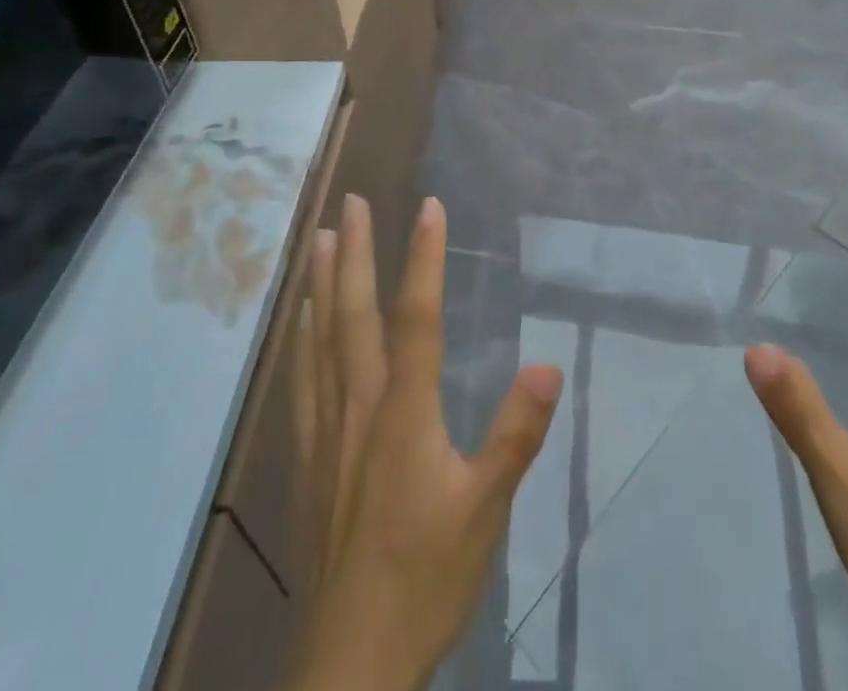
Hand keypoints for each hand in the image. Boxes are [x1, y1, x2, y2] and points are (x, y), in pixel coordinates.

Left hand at [283, 195, 564, 690]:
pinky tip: (298, 321)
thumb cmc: (426, 579)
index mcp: (404, 413)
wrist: (349, 663)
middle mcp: (359, 407)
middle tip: (352, 202)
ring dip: (321, 285)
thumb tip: (549, 364)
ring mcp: (327, 432)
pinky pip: (301, 381)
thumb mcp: (487, 510)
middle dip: (357, 254)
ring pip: (319, 341)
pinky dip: (300, 339)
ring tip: (321, 240)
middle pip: (354, 316)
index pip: (417, 317)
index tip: (429, 205)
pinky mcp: (309, 460)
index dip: (424, 258)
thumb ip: (516, 434)